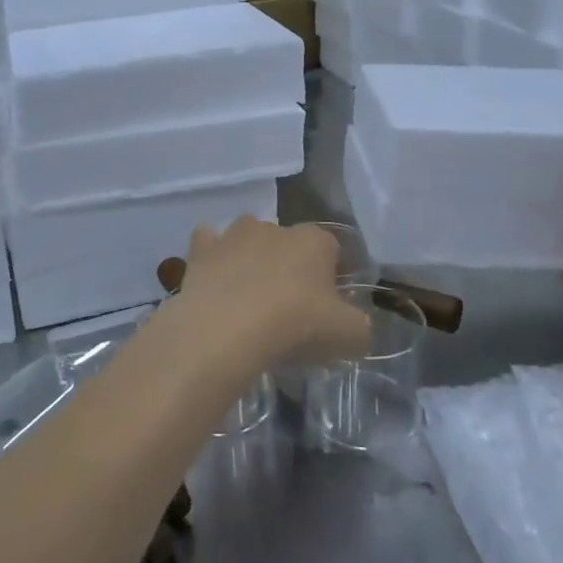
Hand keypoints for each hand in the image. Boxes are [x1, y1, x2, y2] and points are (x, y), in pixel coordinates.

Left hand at [177, 217, 370, 367]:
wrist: (226, 328)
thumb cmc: (295, 326)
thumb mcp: (348, 336)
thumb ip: (359, 327)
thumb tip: (356, 326)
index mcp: (315, 240)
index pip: (332, 250)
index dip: (332, 278)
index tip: (327, 308)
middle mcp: (275, 227)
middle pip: (289, 244)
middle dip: (290, 267)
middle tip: (288, 308)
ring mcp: (235, 234)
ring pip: (249, 239)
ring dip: (252, 259)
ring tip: (250, 298)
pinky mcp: (202, 249)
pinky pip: (209, 242)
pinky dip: (213, 256)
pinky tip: (214, 279)